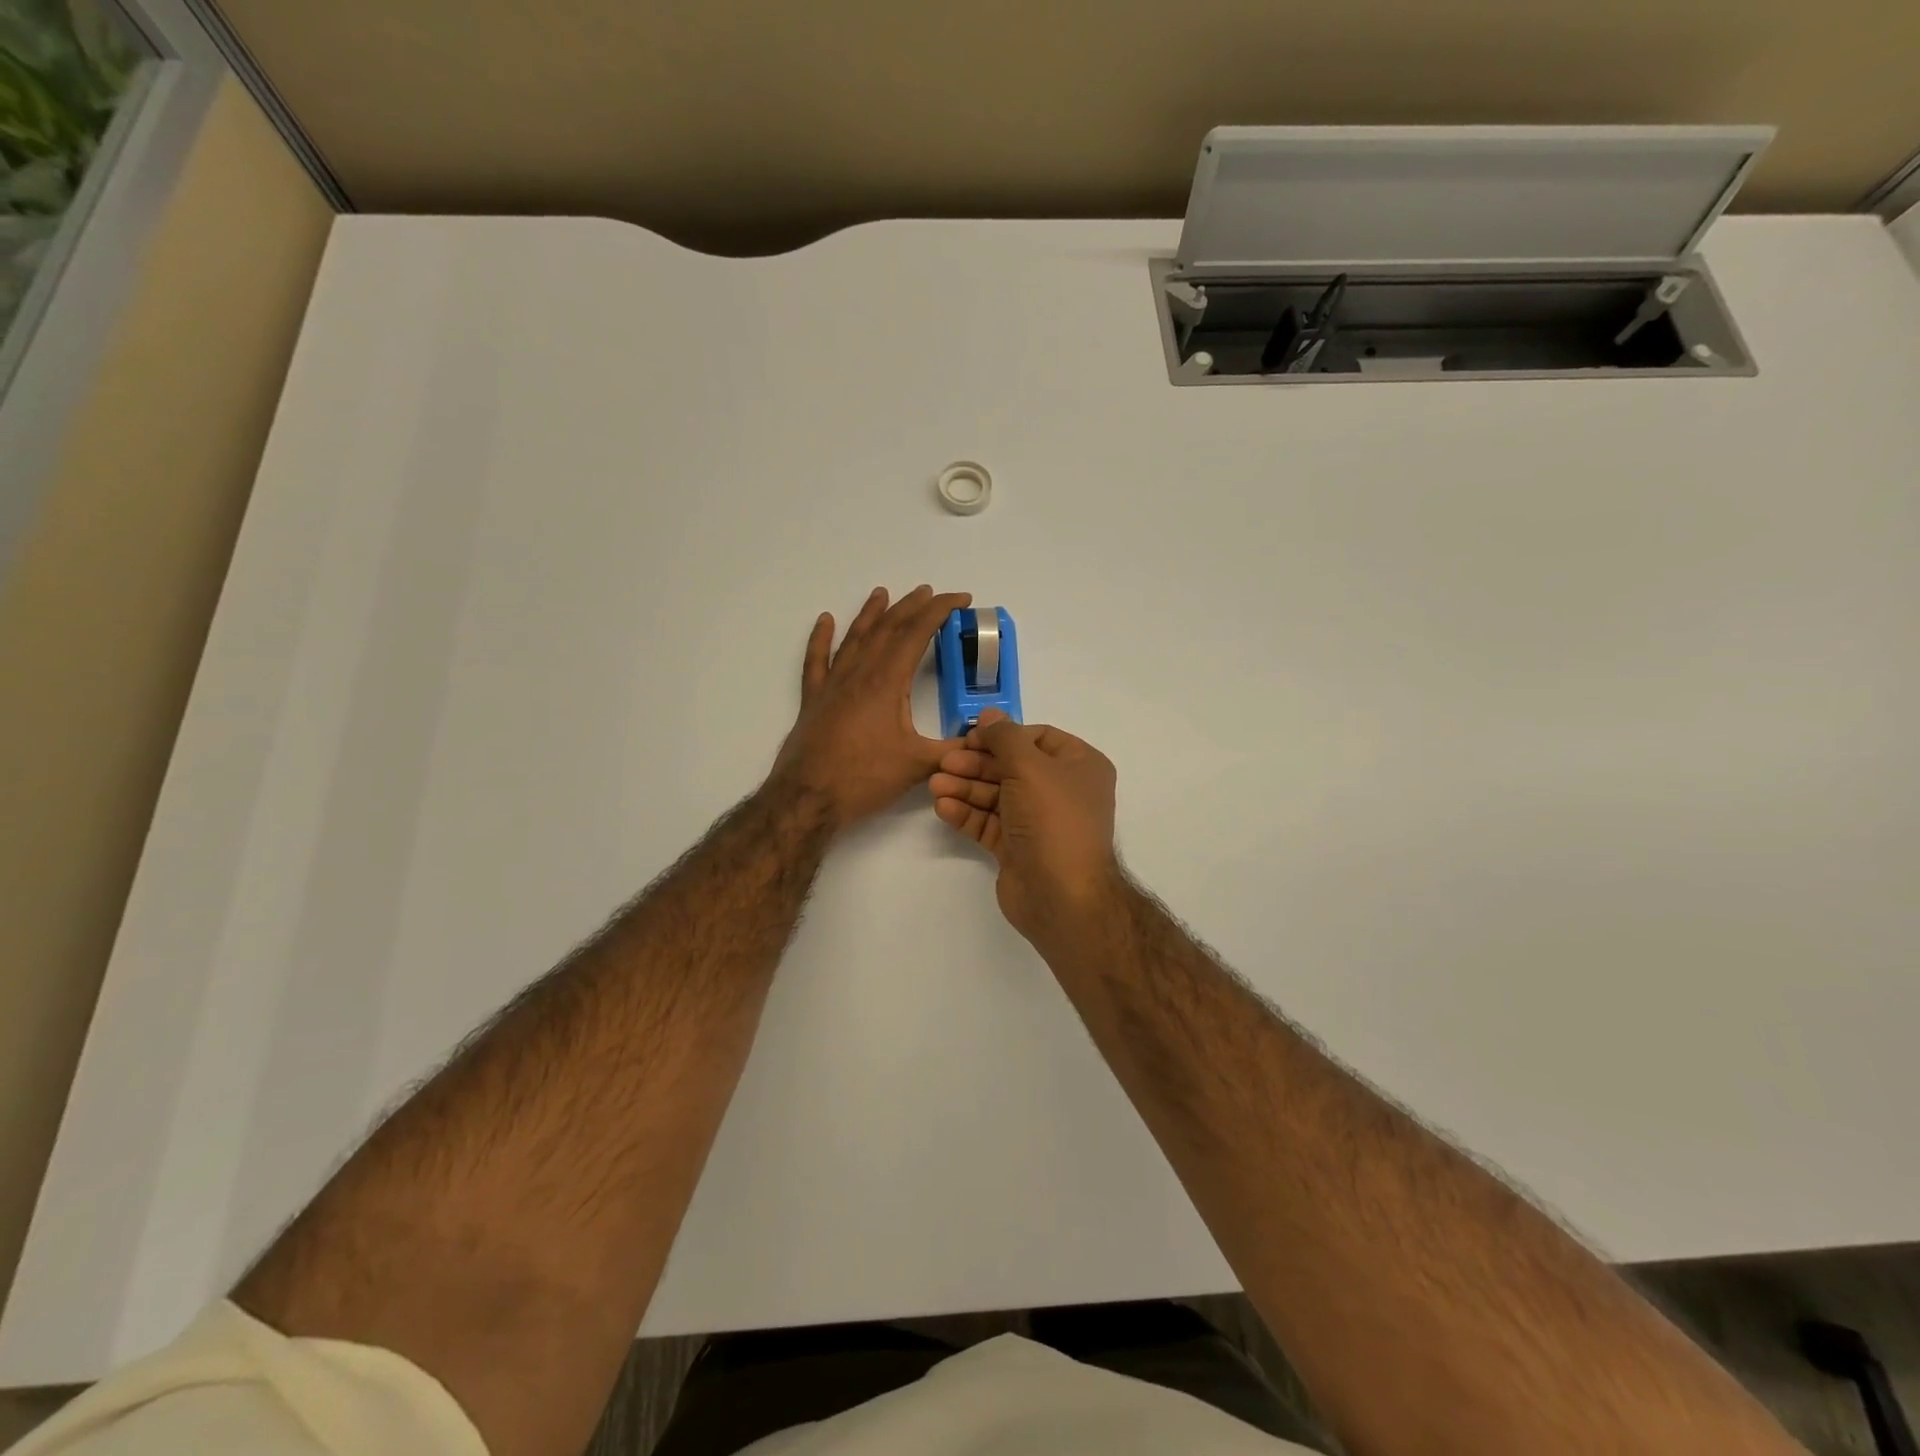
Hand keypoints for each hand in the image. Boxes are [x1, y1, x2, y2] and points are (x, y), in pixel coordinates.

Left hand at [772, 585, 971, 829]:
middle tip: (929, 593)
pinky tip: (824, 621)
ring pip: (854, 637)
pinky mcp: (813, 699)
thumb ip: (954, 750)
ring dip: (870, 613)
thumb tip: (985, 742)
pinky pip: (816, 660)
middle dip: (911, 607)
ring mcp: (832, 684)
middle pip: (887, 628)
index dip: (940, 611)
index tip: (960, 599)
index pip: (917, 633)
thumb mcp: (918, 765)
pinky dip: (820, 638)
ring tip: (882, 593)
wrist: (807, 798)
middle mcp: (859, 674)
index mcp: (886, 682)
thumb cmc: (864, 779)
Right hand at [931, 710, 1121, 944]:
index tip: (969, 737)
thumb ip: (1005, 737)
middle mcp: (1062, 790)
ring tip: (935, 785)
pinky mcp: (1018, 847)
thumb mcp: (1030, 766)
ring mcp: (1039, 821)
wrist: (1062, 895)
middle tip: (945, 762)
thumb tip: (989, 715)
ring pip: (997, 795)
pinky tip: (943, 807)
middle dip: (977, 764)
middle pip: (1012, 766)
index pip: (1036, 738)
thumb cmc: (1053, 819)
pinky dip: (967, 813)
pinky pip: (990, 822)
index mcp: (1079, 765)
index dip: (1002, 735)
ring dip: (966, 788)